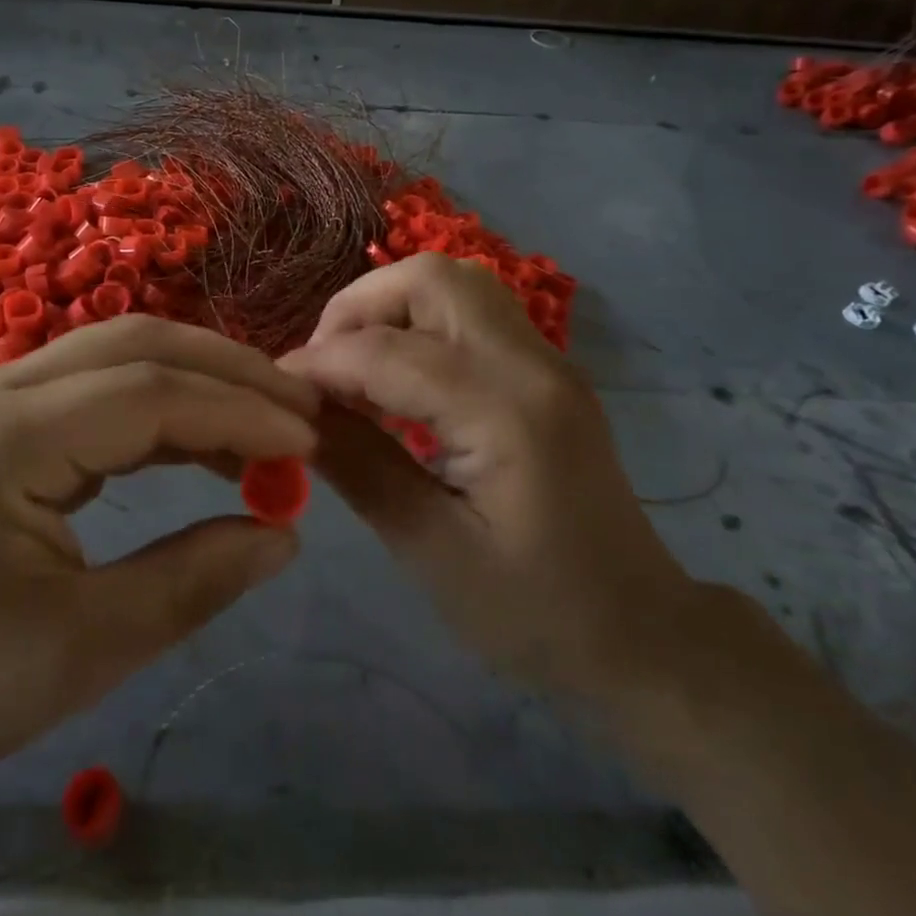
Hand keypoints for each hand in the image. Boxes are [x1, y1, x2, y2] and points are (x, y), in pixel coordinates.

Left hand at [0, 317, 318, 808]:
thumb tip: (285, 534)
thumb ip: (193, 581)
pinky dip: (162, 406)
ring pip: (118, 353)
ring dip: (199, 380)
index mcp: (0, 440)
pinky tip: (205, 442)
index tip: (307, 442)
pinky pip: (98, 387)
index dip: (236, 411)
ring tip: (266, 426)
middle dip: (227, 370)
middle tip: (299, 409)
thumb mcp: (84, 650)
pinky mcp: (2, 417)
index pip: (146, 393)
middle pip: (134, 343)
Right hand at [281, 253, 697, 709]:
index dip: (319, 363)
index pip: (388, 352)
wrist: (641, 636)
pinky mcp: (546, 371)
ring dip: (390, 307)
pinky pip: (471, 312)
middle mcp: (532, 364)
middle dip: (359, 306)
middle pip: (432, 279)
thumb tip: (293, 413)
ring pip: (455, 283)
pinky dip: (419, 323)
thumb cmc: (534, 613)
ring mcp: (547, 360)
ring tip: (352, 366)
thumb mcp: (431, 550)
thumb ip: (359, 466)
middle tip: (321, 366)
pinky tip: (395, 379)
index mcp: (507, 412)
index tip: (275, 390)